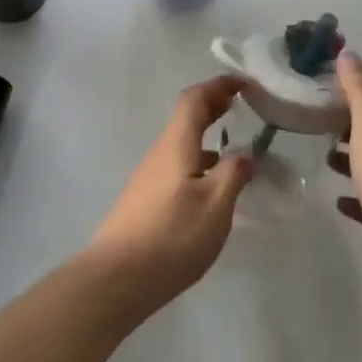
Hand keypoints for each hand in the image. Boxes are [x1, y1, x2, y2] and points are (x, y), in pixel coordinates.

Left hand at [85, 76, 253, 320]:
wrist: (116, 278)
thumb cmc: (171, 236)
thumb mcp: (215, 206)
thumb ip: (233, 174)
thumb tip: (244, 152)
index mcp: (176, 145)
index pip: (194, 99)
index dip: (218, 86)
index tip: (243, 83)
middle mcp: (159, 154)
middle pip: (186, 119)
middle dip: (213, 107)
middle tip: (241, 105)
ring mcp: (149, 178)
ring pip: (181, 144)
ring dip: (207, 136)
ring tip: (234, 147)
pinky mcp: (145, 200)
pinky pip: (177, 166)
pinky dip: (198, 161)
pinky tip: (211, 186)